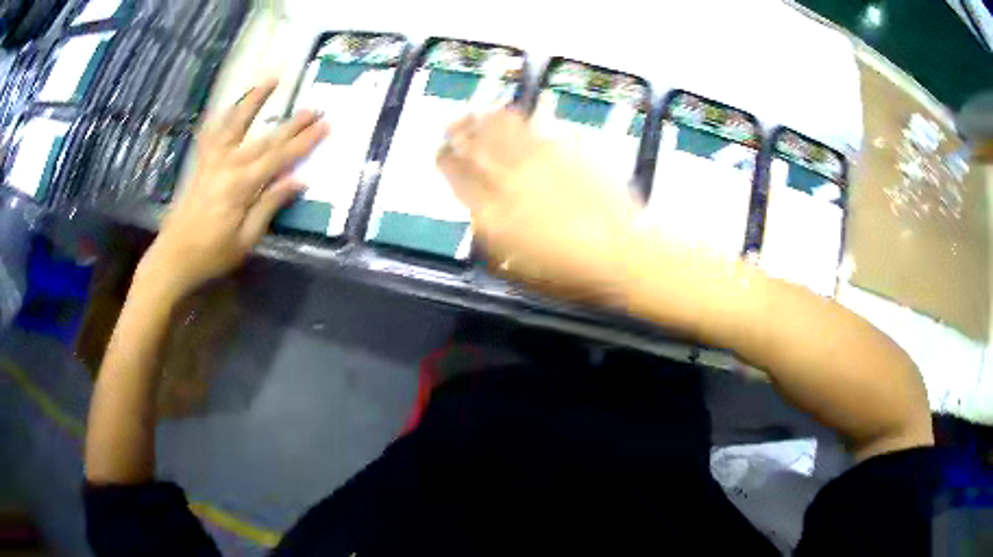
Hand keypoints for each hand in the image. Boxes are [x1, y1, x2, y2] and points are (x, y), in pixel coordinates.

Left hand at [136, 78, 329, 299]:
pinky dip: (221, 116)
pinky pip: (211, 133)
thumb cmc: (211, 254)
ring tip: (271, 80)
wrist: (173, 257)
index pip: (280, 157)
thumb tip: (298, 181)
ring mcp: (212, 161)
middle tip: (314, 108)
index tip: (325, 125)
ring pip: (236, 122)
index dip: (304, 141)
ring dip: (255, 100)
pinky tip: (229, 106)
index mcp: (242, 185)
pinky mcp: (201, 164)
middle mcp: (228, 164)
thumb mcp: (246, 239)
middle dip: (292, 123)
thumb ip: (269, 206)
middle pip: (265, 138)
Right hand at [437, 109, 644, 304]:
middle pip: (474, 145)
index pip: (456, 176)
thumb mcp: (518, 268)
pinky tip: (519, 112)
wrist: (621, 252)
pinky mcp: (567, 149)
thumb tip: (480, 214)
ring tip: (480, 112)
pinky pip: (538, 125)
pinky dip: (524, 116)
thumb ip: (493, 237)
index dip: (445, 160)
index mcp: (492, 211)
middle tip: (453, 121)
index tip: (442, 152)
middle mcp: (509, 178)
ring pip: (502, 128)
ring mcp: (539, 159)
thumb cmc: (570, 272)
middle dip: (459, 130)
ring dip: (486, 117)